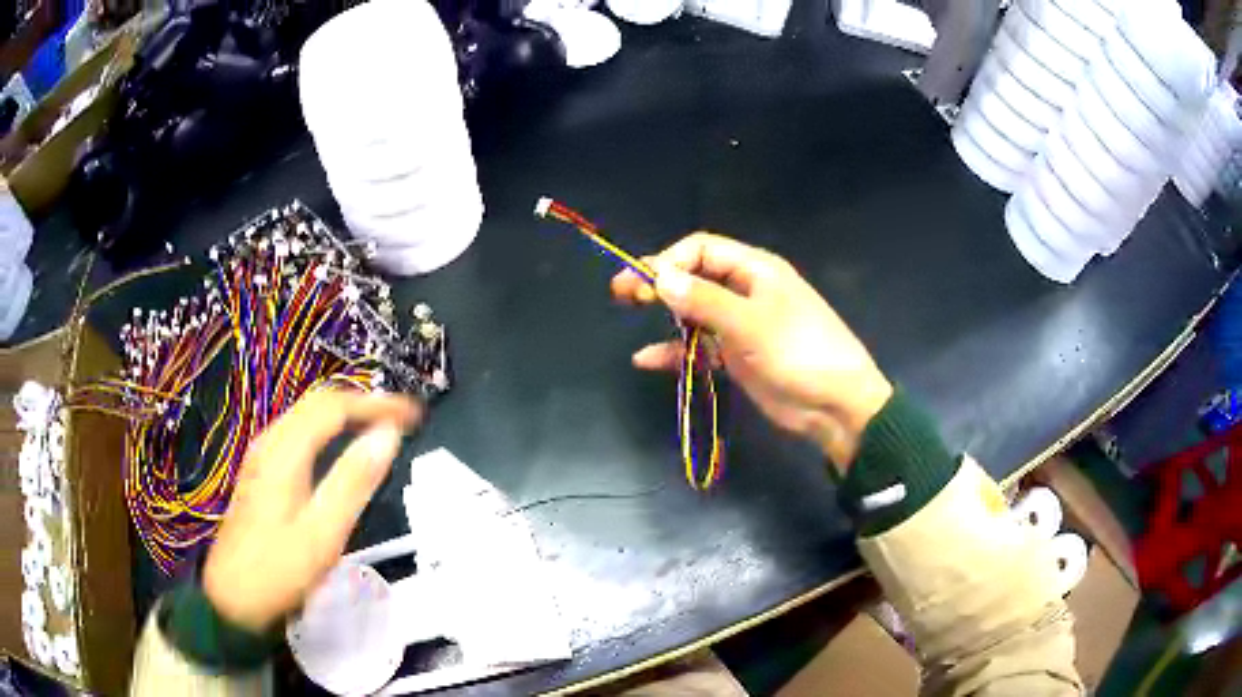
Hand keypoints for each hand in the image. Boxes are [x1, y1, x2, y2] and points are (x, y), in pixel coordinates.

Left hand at [203, 390, 420, 632]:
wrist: (232, 599)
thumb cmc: (279, 570)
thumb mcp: (322, 533)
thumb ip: (354, 481)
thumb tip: (388, 435)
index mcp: (285, 452)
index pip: (335, 407)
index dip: (376, 403)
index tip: (414, 414)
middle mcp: (270, 443)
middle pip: (318, 403)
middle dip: (362, 403)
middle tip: (401, 418)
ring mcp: (262, 457)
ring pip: (306, 417)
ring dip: (344, 415)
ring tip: (378, 428)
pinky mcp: (260, 473)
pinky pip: (298, 434)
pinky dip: (327, 431)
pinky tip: (339, 450)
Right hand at [612, 233, 891, 467]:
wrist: (835, 405)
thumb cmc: (799, 353)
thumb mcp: (751, 324)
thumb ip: (704, 300)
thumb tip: (659, 277)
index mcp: (755, 270)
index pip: (702, 249)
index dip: (669, 260)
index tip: (641, 282)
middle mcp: (746, 290)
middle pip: (695, 276)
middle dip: (660, 281)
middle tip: (622, 293)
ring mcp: (741, 324)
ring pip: (695, 310)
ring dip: (666, 313)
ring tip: (630, 314)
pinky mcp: (738, 355)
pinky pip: (700, 346)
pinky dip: (675, 351)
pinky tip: (646, 359)